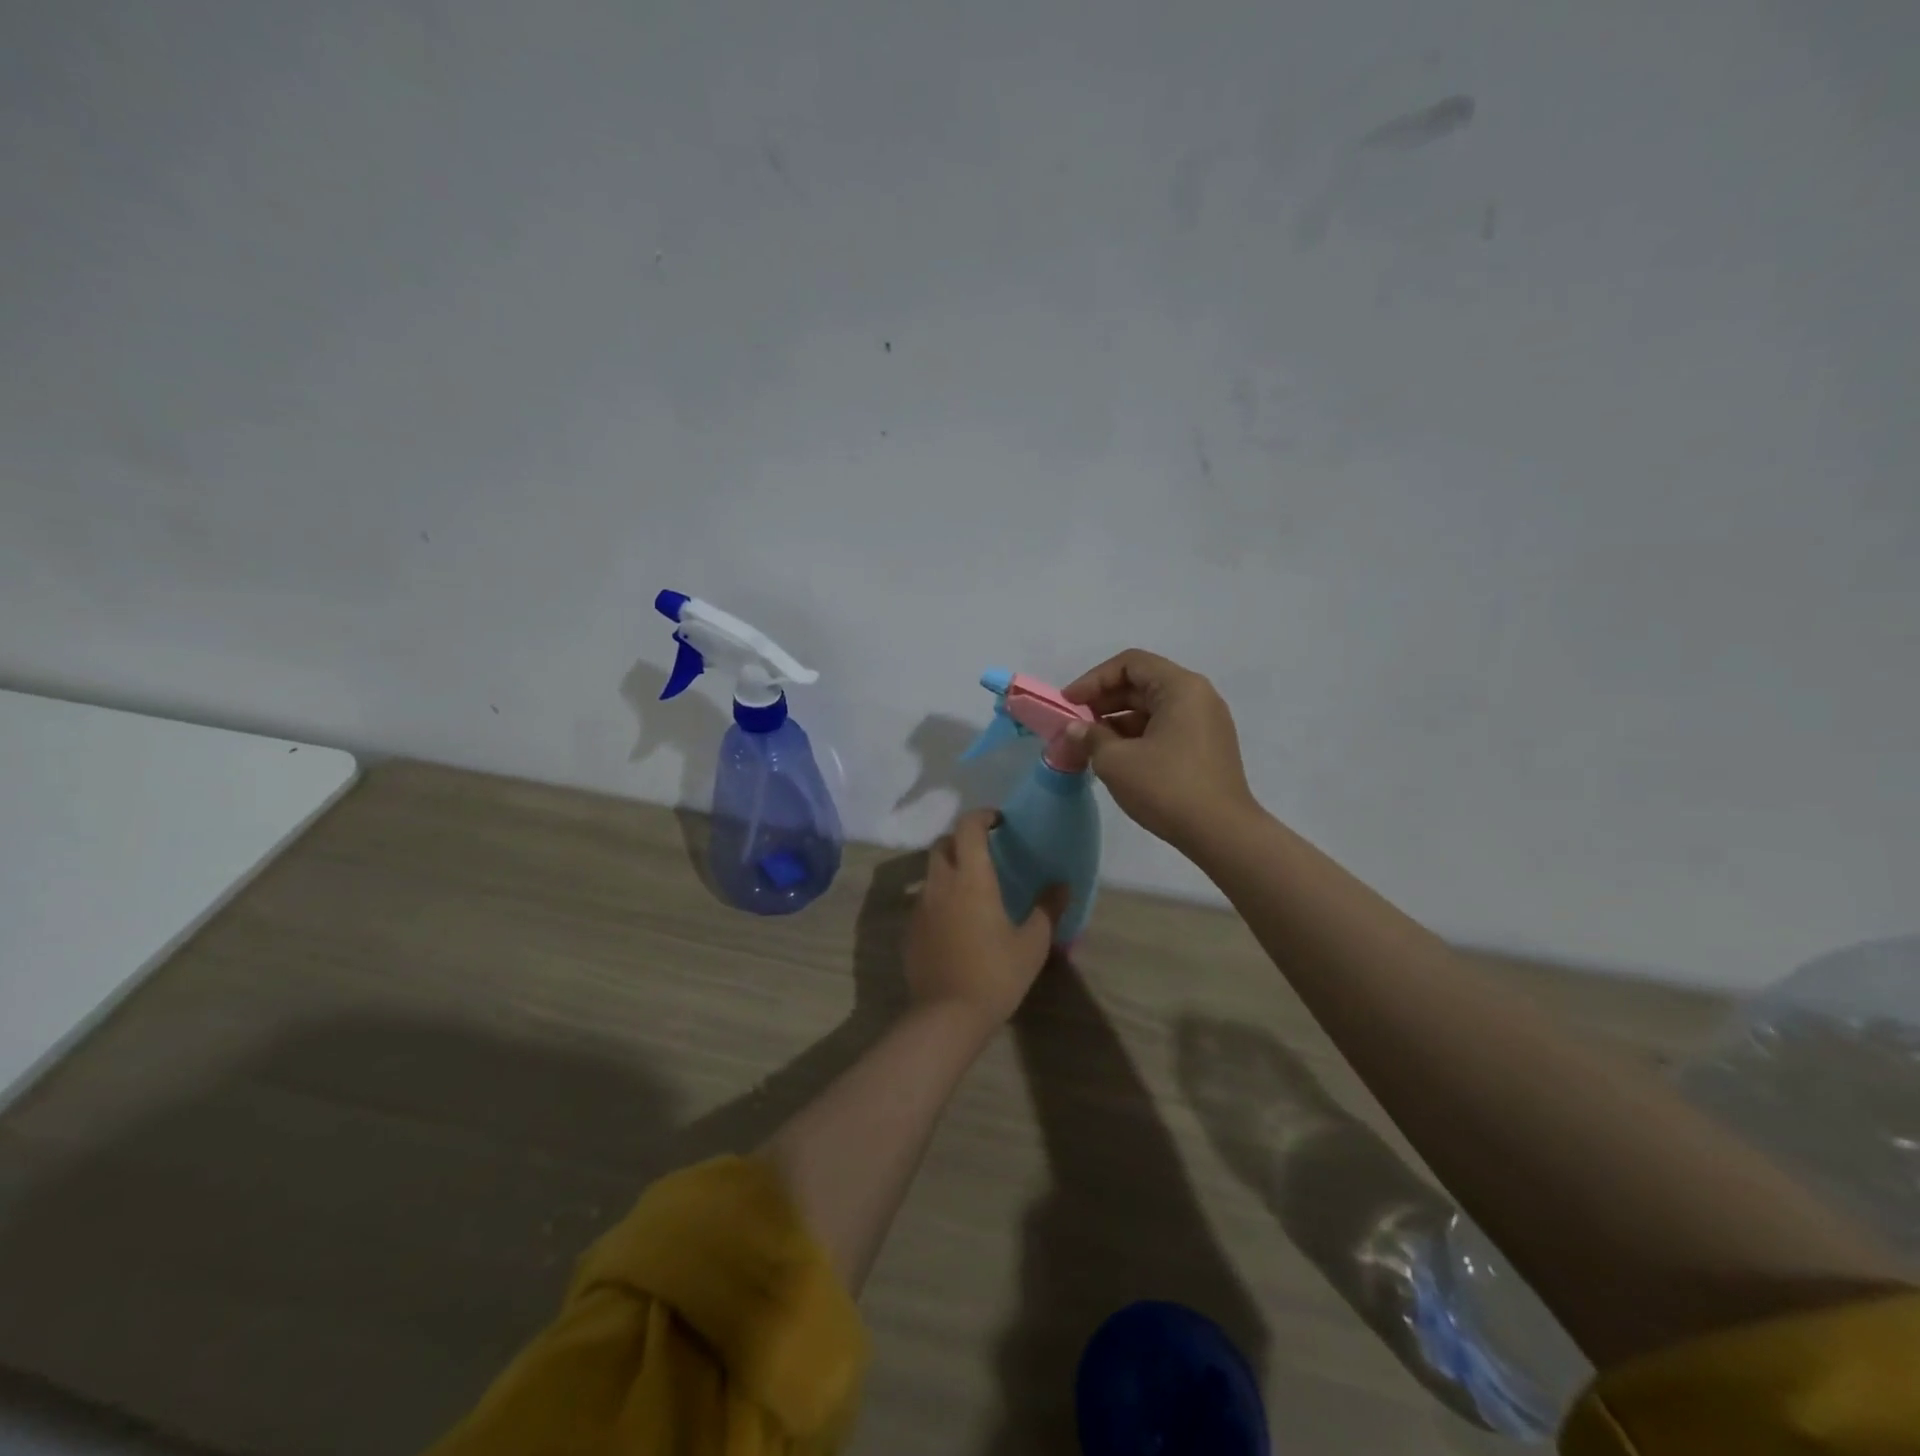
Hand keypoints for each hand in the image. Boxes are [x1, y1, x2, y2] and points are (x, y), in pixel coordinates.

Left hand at [905, 811, 1065, 1028]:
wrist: (947, 1016)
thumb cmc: (996, 974)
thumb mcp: (1032, 943)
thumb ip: (1047, 909)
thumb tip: (1062, 885)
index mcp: (972, 879)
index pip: (968, 828)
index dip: (981, 816)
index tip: (998, 821)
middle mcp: (941, 884)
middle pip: (943, 844)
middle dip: (961, 840)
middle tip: (984, 852)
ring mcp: (921, 907)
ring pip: (931, 872)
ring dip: (949, 868)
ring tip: (971, 887)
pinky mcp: (910, 930)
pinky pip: (924, 900)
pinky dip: (939, 897)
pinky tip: (956, 921)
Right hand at [1061, 649, 1257, 850]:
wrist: (1222, 833)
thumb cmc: (1167, 788)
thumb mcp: (1116, 761)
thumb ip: (1090, 737)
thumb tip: (1075, 729)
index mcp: (1181, 687)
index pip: (1130, 664)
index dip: (1094, 679)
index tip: (1069, 703)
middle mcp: (1199, 697)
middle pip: (1143, 683)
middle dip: (1104, 700)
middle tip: (1076, 723)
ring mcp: (1207, 723)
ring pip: (1154, 708)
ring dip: (1119, 720)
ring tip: (1091, 744)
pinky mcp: (1208, 748)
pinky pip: (1166, 728)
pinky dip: (1138, 735)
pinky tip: (1117, 757)